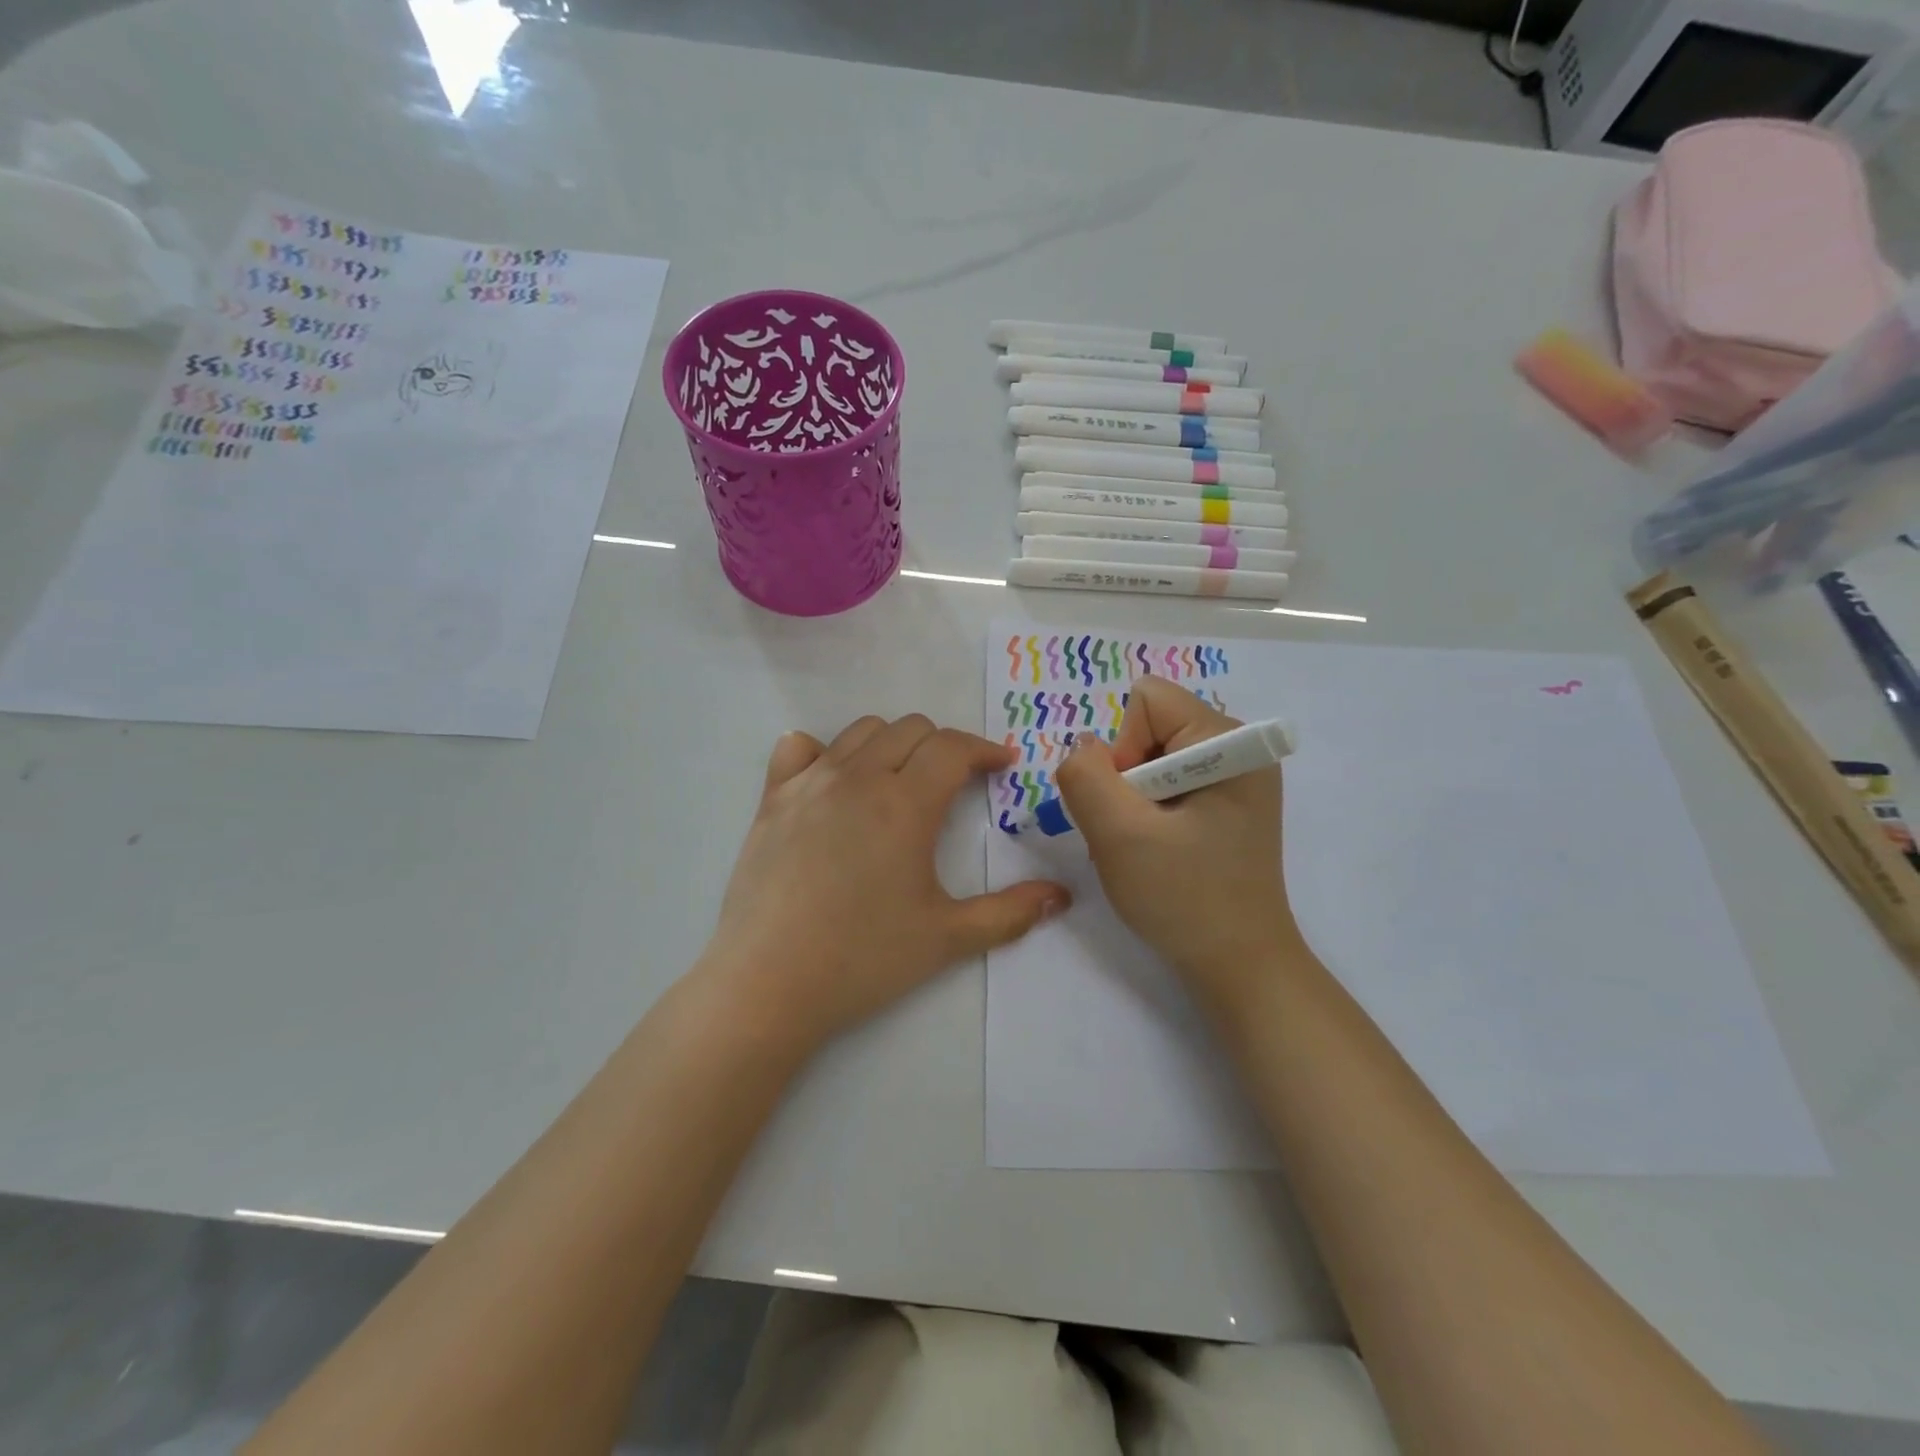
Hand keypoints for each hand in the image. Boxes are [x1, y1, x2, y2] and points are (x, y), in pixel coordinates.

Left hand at [700, 715, 1070, 1054]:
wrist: (768, 983)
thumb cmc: (863, 959)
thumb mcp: (947, 938)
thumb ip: (1010, 913)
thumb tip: (1060, 896)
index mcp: (905, 803)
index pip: (953, 748)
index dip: (985, 750)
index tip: (1002, 766)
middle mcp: (858, 777)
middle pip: (910, 729)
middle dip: (943, 746)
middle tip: (955, 782)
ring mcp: (809, 783)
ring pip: (861, 731)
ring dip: (892, 743)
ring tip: (900, 780)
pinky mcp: (772, 799)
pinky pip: (798, 748)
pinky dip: (824, 752)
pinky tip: (833, 781)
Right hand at [1055, 676, 1301, 1007]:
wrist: (1239, 966)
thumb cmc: (1184, 899)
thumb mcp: (1119, 835)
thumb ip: (1085, 776)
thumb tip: (1083, 748)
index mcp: (1231, 743)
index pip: (1147, 701)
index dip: (1123, 749)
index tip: (1134, 806)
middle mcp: (1241, 749)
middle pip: (1149, 727)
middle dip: (1126, 778)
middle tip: (1137, 832)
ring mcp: (1237, 779)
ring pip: (1151, 758)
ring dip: (1132, 801)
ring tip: (1146, 847)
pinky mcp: (1227, 805)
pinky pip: (1167, 783)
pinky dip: (1148, 814)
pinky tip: (1159, 851)